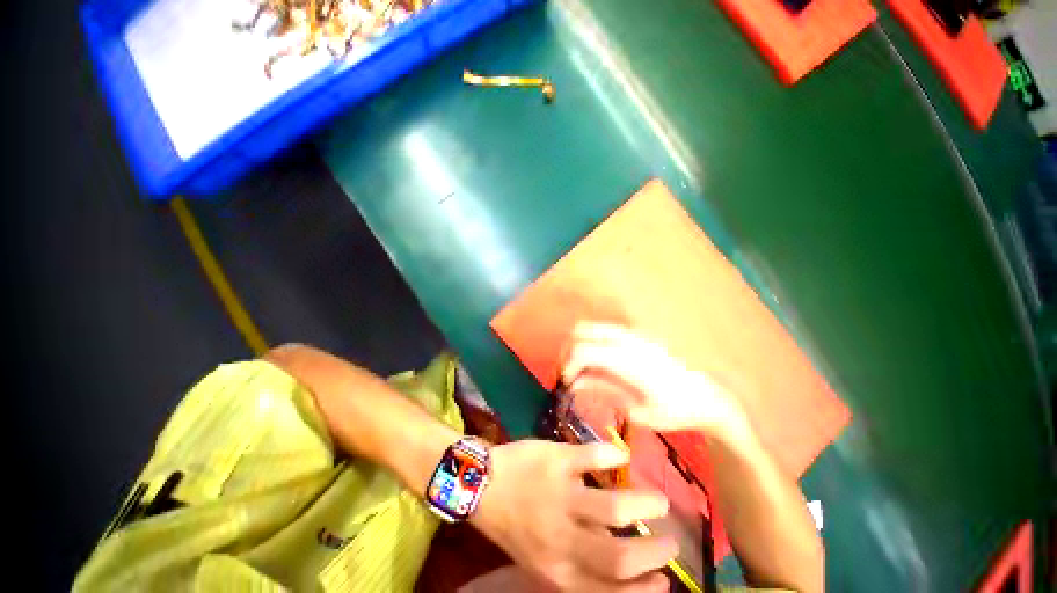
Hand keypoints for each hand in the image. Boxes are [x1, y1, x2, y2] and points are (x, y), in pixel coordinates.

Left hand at [471, 440, 677, 591]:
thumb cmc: (513, 523)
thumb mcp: (541, 557)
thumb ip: (578, 562)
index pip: (611, 590)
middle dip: (655, 551)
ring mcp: (560, 496)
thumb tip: (620, 556)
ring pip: (614, 508)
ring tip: (658, 501)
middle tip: (670, 540)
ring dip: (645, 504)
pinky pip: (594, 457)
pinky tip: (621, 457)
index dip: (645, 589)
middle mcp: (562, 539)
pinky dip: (614, 456)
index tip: (665, 580)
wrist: (480, 484)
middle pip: (620, 555)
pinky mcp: (556, 460)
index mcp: (557, 569)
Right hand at [561, 322, 749, 438]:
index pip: (584, 351)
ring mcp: (636, 333)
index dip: (570, 364)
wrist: (710, 398)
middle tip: (572, 369)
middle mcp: (629, 340)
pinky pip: (610, 330)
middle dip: (572, 348)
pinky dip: (597, 340)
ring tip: (584, 365)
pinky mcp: (642, 334)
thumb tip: (576, 383)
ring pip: (596, 327)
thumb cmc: (675, 410)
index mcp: (628, 361)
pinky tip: (603, 360)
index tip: (568, 380)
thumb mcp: (638, 411)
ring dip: (584, 342)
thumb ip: (605, 391)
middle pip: (584, 330)